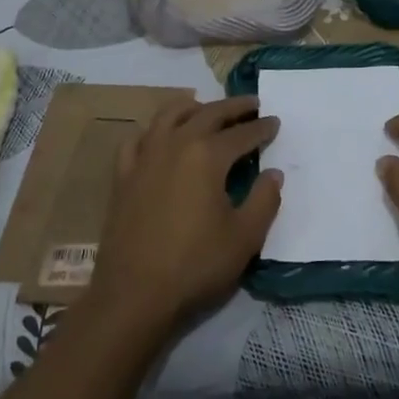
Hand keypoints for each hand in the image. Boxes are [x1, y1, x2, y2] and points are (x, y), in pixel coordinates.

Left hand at [87, 96, 281, 334]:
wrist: (134, 294)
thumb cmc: (195, 265)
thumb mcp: (244, 237)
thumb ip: (264, 200)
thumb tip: (273, 173)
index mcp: (207, 156)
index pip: (242, 133)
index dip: (262, 128)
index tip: (275, 122)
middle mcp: (175, 144)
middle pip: (208, 114)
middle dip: (233, 107)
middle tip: (251, 104)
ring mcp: (145, 157)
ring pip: (169, 115)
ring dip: (193, 107)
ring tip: (206, 108)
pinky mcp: (123, 175)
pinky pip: (138, 139)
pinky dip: (153, 130)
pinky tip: (159, 136)